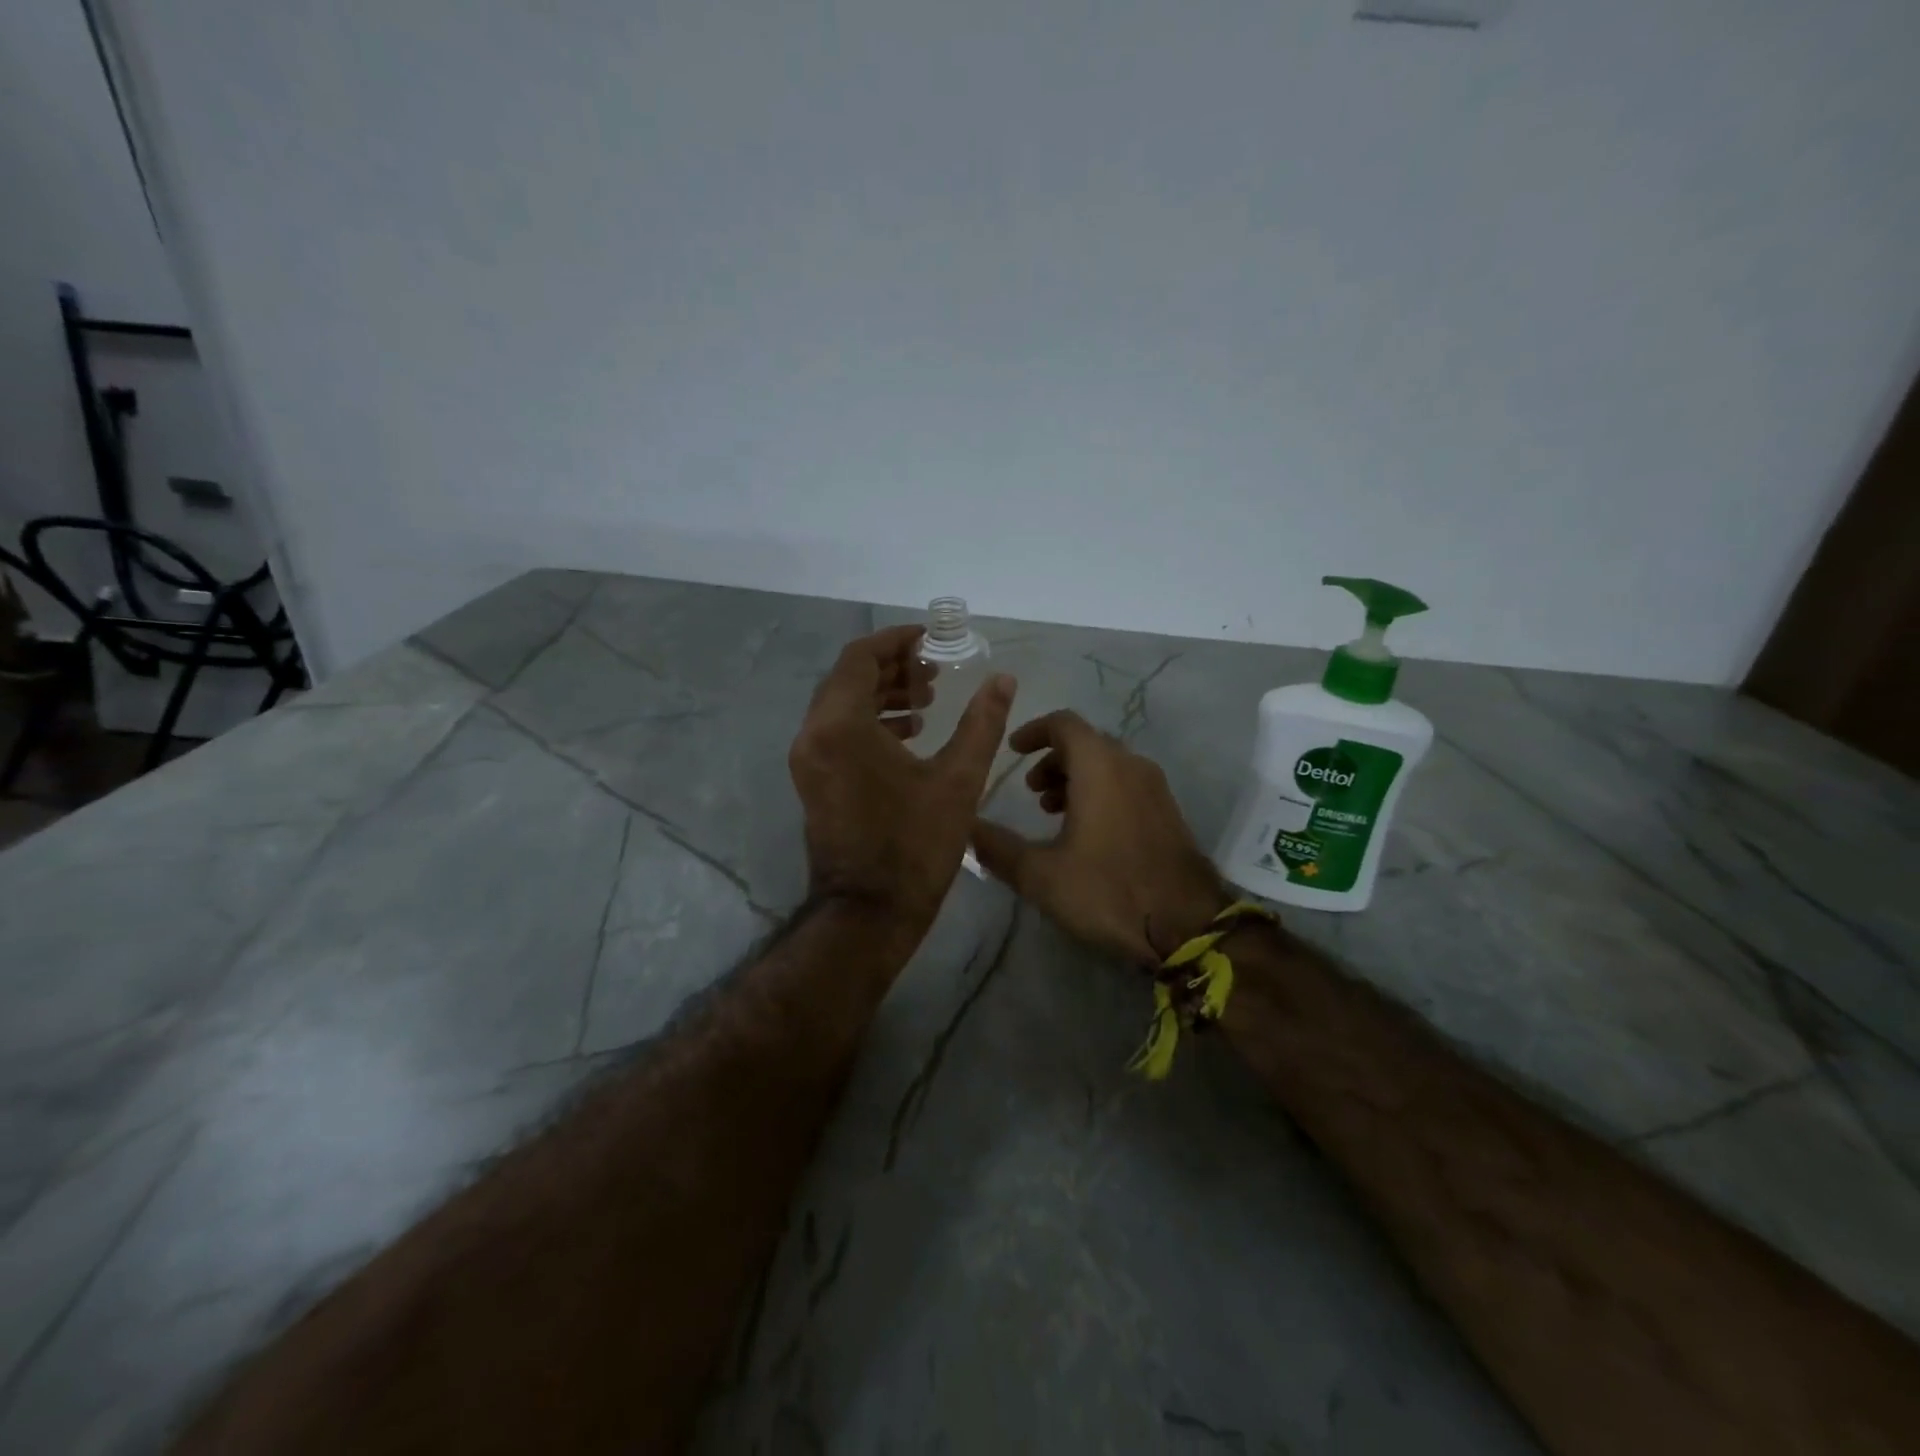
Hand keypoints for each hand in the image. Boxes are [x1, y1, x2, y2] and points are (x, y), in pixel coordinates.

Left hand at [789, 625, 1016, 937]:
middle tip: (935, 673)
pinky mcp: (813, 780)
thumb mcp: (958, 780)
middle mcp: (814, 735)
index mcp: (841, 726)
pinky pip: (837, 732)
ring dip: (883, 695)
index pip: (860, 658)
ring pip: (842, 705)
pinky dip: (870, 722)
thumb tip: (1002, 679)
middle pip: (849, 679)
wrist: (869, 911)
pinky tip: (911, 733)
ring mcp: (808, 760)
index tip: (930, 640)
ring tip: (928, 701)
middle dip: (893, 668)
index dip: (896, 641)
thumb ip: (982, 722)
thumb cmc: (915, 844)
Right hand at [971, 710, 1230, 964]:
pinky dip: (1101, 792)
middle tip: (1030, 791)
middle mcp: (1131, 765)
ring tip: (1053, 811)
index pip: (1064, 723)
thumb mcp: (1041, 875)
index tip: (1012, 750)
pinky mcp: (1169, 812)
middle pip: (1086, 743)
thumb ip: (998, 848)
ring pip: (1108, 765)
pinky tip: (1087, 832)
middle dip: (1053, 759)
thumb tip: (966, 828)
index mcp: (1100, 766)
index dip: (1033, 731)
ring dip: (1076, 778)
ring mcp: (1155, 788)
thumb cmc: (1109, 891)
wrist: (1188, 926)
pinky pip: (1127, 784)